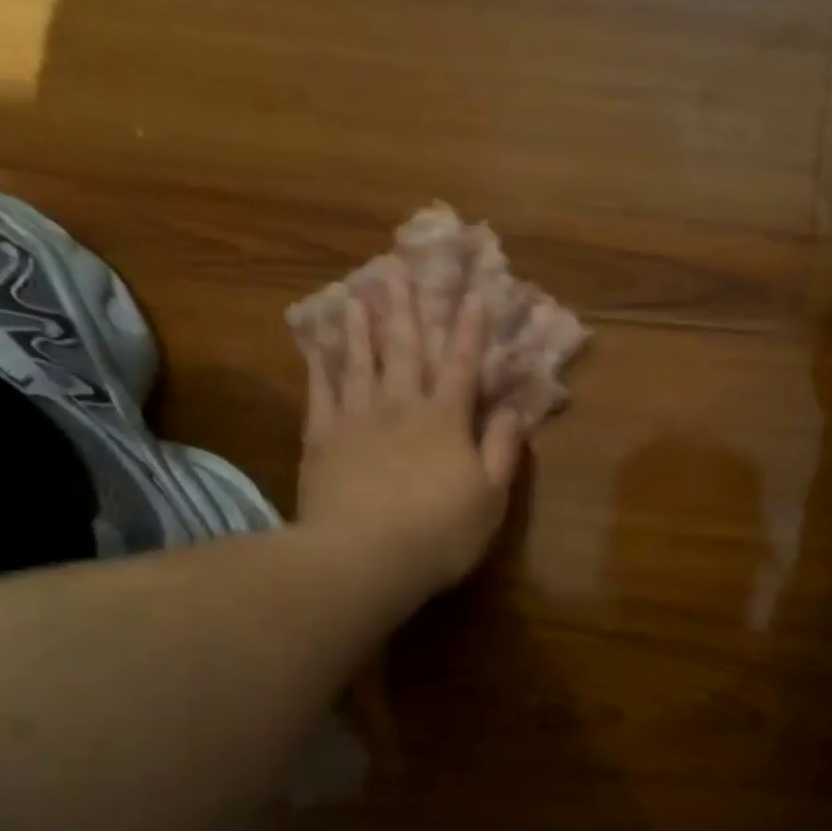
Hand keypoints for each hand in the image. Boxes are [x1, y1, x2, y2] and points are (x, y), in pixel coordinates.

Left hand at [296, 274, 525, 593]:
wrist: (362, 559)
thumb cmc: (439, 533)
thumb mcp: (490, 497)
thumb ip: (503, 450)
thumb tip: (515, 409)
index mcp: (446, 421)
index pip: (462, 367)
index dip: (469, 332)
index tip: (472, 297)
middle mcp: (401, 408)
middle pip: (406, 351)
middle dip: (407, 311)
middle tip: (398, 271)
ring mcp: (356, 420)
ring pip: (360, 362)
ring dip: (360, 327)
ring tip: (357, 294)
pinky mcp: (322, 440)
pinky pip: (320, 393)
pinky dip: (319, 366)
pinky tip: (315, 346)